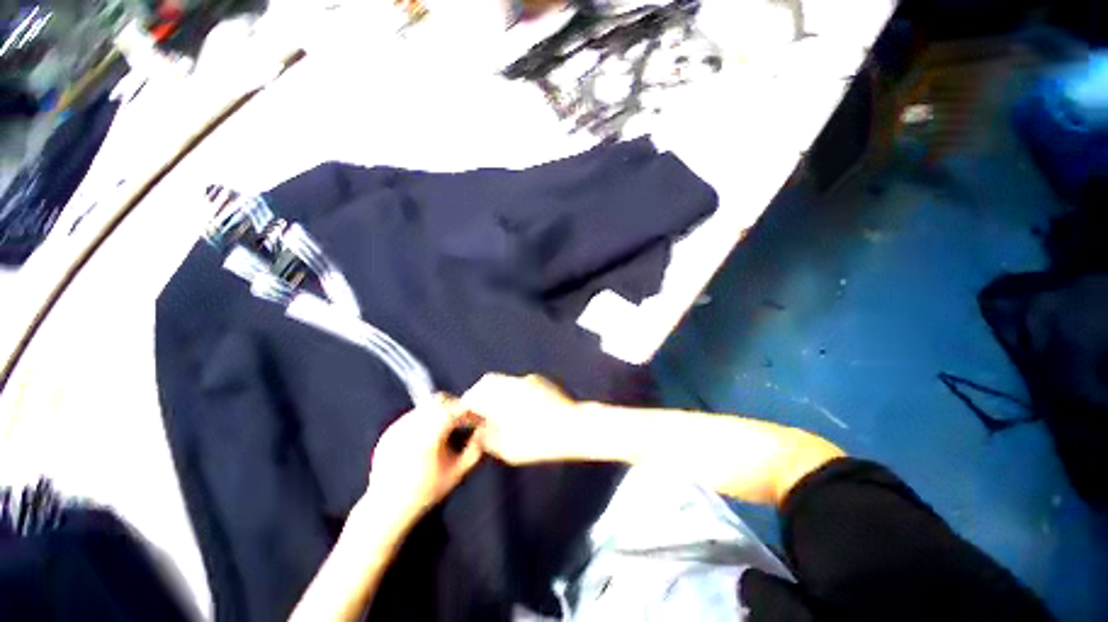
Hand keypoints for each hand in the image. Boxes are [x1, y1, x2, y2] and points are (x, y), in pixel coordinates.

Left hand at [357, 395, 484, 531]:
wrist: (385, 508)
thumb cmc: (425, 492)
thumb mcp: (457, 474)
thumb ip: (474, 451)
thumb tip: (482, 432)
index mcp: (431, 434)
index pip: (457, 410)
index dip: (470, 413)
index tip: (477, 421)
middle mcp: (414, 425)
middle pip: (440, 400)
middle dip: (454, 406)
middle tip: (462, 419)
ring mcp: (399, 426)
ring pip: (426, 406)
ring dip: (439, 412)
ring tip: (444, 430)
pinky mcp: (390, 431)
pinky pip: (413, 417)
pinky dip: (424, 421)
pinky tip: (426, 439)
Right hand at [460, 374, 582, 464]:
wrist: (574, 426)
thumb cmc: (540, 441)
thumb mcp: (509, 449)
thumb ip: (489, 438)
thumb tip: (481, 430)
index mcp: (501, 399)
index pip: (474, 395)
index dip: (468, 404)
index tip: (467, 415)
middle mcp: (512, 383)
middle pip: (488, 381)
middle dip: (481, 394)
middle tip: (481, 411)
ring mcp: (528, 379)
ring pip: (505, 380)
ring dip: (498, 391)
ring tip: (501, 409)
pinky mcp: (541, 380)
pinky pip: (520, 382)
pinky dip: (514, 391)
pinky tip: (522, 406)